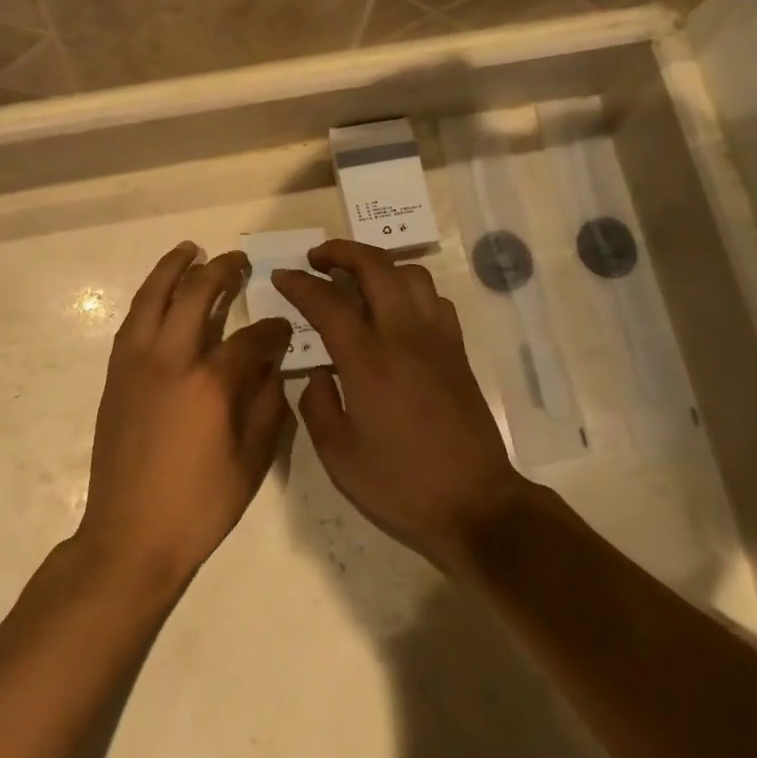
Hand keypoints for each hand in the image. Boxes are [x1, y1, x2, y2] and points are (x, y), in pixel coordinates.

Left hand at [78, 243, 294, 588]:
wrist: (130, 535)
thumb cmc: (199, 505)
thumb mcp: (251, 462)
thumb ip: (267, 406)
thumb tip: (272, 366)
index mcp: (210, 383)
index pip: (250, 338)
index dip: (272, 329)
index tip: (283, 326)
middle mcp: (170, 360)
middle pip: (195, 295)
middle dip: (221, 271)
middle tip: (238, 261)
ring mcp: (136, 364)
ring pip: (153, 298)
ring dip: (173, 268)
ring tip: (190, 250)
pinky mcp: (116, 375)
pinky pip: (133, 321)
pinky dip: (149, 297)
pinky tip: (160, 294)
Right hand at [272, 240, 527, 570]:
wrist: (475, 505)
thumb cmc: (399, 484)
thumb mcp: (337, 454)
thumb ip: (317, 403)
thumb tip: (319, 371)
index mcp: (368, 360)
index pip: (327, 301)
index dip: (300, 283)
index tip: (281, 275)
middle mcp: (405, 336)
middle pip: (376, 267)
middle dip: (341, 252)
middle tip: (317, 260)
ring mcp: (437, 340)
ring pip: (411, 274)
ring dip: (379, 266)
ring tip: (357, 280)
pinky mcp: (458, 352)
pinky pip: (435, 300)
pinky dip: (409, 290)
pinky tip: (396, 312)